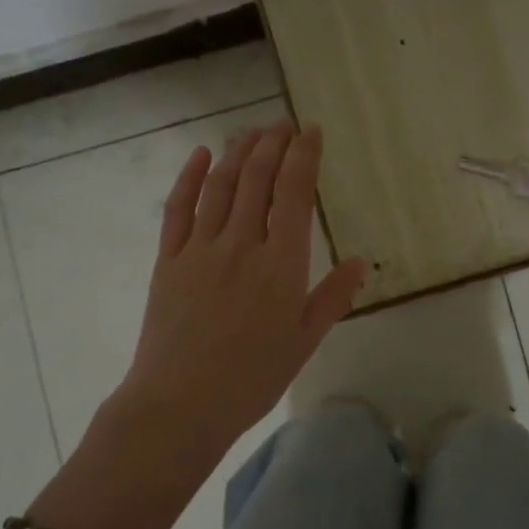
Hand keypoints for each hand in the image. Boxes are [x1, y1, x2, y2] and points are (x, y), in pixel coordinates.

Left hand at [118, 119, 366, 456]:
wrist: (179, 405)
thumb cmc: (251, 379)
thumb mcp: (304, 342)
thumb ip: (333, 297)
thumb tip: (361, 261)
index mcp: (281, 265)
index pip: (295, 194)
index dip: (304, 156)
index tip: (311, 131)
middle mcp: (241, 244)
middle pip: (257, 179)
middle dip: (272, 144)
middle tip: (282, 123)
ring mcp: (200, 249)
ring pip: (221, 186)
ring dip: (237, 152)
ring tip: (251, 132)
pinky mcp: (167, 260)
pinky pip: (178, 209)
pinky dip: (190, 177)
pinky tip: (200, 155)